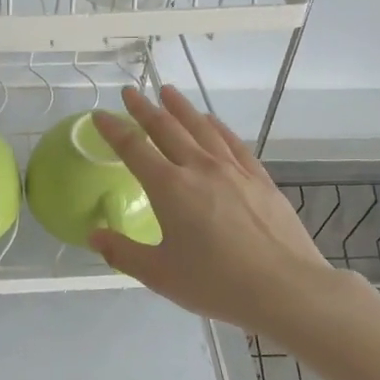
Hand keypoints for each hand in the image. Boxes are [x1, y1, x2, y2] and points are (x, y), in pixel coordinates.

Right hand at [89, 85, 338, 332]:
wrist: (285, 288)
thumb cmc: (217, 284)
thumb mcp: (160, 275)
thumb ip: (123, 253)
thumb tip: (94, 236)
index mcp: (169, 188)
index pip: (133, 148)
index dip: (113, 129)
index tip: (100, 115)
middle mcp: (199, 168)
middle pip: (167, 128)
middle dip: (144, 109)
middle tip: (130, 92)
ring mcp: (233, 170)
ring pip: (202, 128)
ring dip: (181, 108)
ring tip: (168, 91)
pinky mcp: (259, 179)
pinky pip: (233, 142)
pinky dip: (218, 126)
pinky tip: (212, 121)